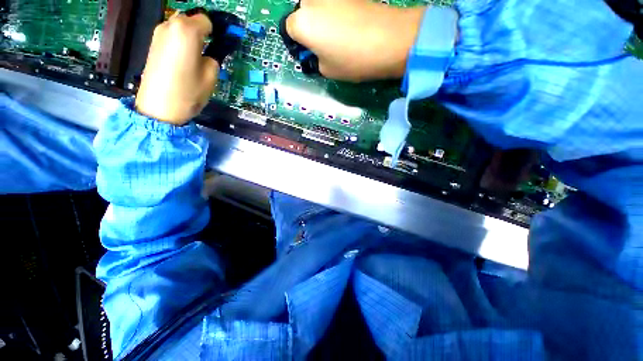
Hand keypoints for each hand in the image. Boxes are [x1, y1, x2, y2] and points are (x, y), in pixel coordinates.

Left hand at [135, 12, 217, 124]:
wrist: (159, 106)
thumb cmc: (189, 91)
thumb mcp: (211, 77)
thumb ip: (213, 59)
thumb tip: (209, 53)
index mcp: (187, 30)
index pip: (206, 20)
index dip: (215, 32)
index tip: (219, 45)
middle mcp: (171, 25)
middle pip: (192, 21)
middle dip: (202, 33)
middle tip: (207, 54)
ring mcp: (159, 33)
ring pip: (181, 28)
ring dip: (190, 39)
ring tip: (194, 60)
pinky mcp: (153, 43)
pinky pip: (172, 36)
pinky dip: (180, 43)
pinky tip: (181, 61)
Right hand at [285, 0, 425, 81]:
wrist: (390, 39)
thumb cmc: (352, 60)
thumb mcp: (327, 71)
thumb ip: (315, 60)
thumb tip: (317, 53)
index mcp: (301, 23)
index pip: (289, 31)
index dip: (299, 44)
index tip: (310, 53)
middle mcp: (311, 0)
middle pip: (302, 14)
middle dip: (309, 28)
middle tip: (324, 44)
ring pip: (318, 7)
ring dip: (323, 20)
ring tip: (340, 36)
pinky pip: (335, 5)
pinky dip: (337, 14)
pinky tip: (350, 26)